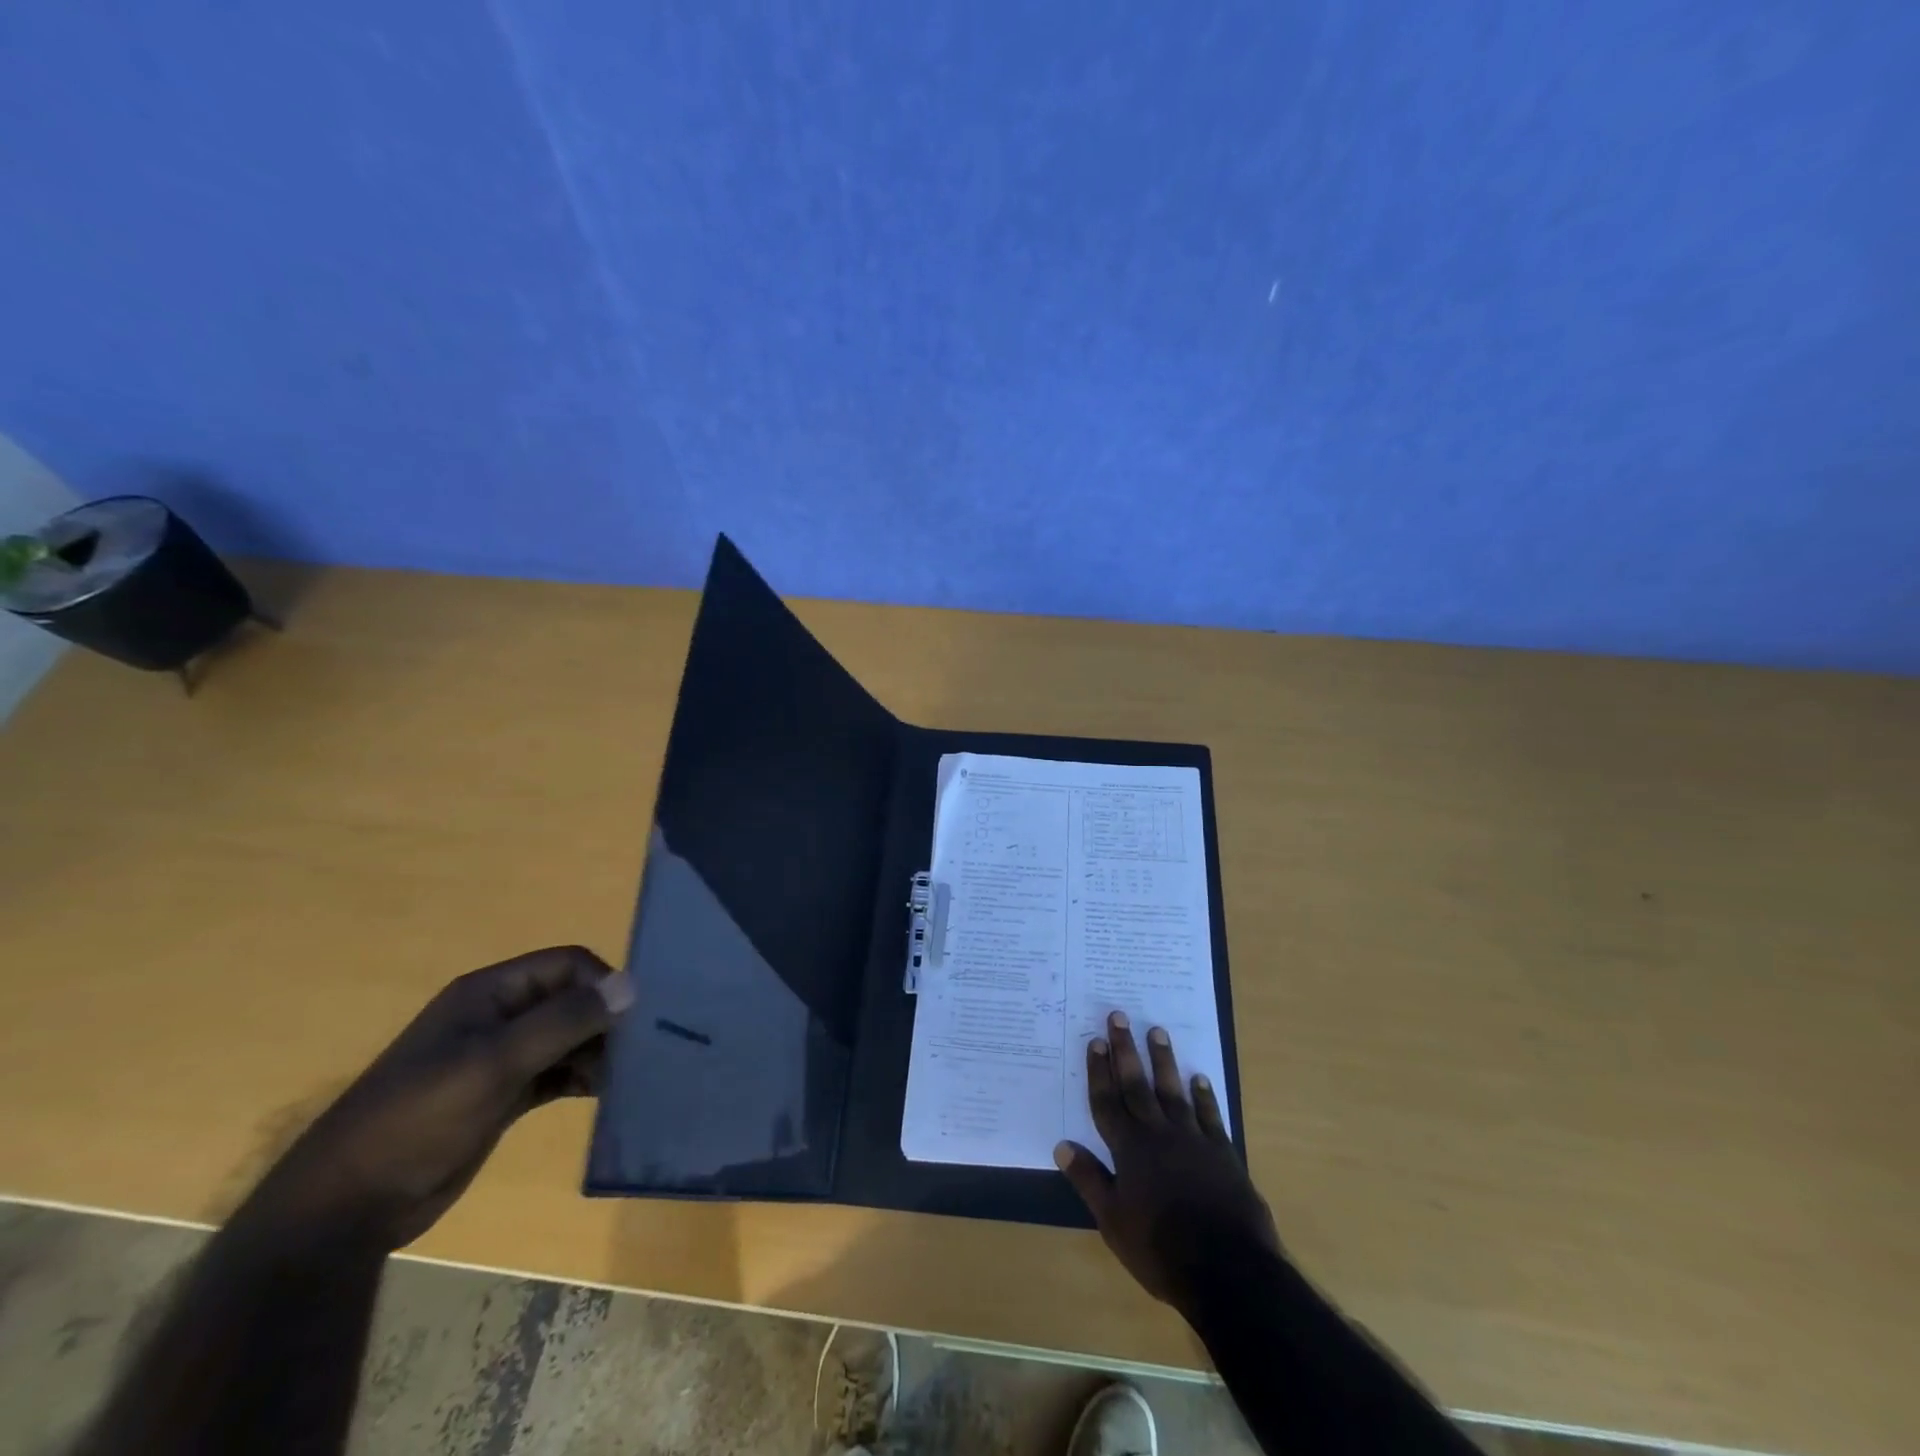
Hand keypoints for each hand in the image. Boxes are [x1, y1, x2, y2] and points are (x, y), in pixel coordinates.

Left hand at [254, 946, 631, 1251]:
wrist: (346, 1208)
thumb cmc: (418, 1119)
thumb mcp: (494, 1064)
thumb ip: (564, 1021)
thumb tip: (631, 984)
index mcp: (489, 993)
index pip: (567, 965)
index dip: (602, 984)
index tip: (633, 1020)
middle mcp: (499, 1017)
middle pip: (571, 999)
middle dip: (606, 1020)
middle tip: (638, 1053)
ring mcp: (500, 1058)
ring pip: (568, 1037)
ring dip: (598, 1051)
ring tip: (625, 1078)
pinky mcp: (503, 1096)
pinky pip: (557, 1072)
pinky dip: (583, 1078)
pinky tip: (606, 1094)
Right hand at [1054, 1012, 1279, 1313]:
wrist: (1227, 1268)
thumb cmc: (1160, 1249)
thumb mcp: (1113, 1221)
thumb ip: (1089, 1180)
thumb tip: (1062, 1145)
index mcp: (1129, 1149)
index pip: (1107, 1102)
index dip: (1099, 1071)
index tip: (1094, 1041)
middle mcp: (1158, 1133)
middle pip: (1137, 1084)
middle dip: (1125, 1050)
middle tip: (1119, 1016)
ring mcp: (1193, 1139)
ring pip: (1173, 1090)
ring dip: (1164, 1060)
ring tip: (1157, 1030)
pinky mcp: (1222, 1152)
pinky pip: (1209, 1115)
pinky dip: (1203, 1095)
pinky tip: (1200, 1078)